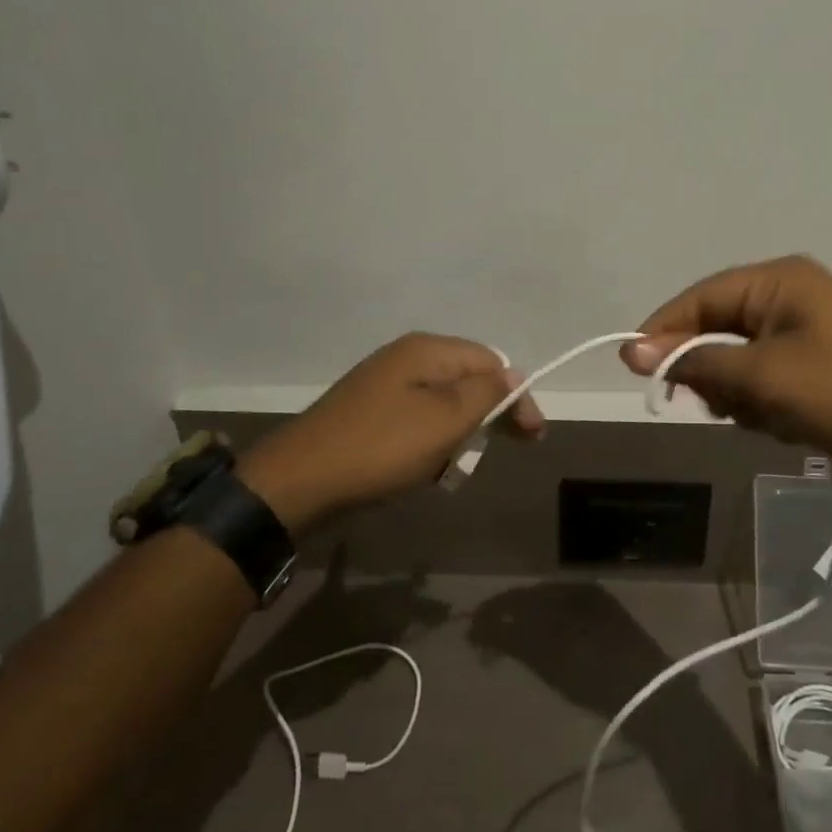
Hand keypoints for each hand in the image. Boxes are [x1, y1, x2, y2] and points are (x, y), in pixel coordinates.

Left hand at [236, 333, 543, 531]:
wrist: (300, 481)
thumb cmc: (382, 447)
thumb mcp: (445, 420)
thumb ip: (486, 394)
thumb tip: (514, 375)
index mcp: (426, 350)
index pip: (491, 361)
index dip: (516, 395)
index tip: (532, 436)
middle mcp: (406, 358)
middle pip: (467, 379)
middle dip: (489, 415)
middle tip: (504, 450)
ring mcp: (384, 384)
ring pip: (444, 404)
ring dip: (460, 433)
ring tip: (455, 466)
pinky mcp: (370, 413)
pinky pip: (417, 420)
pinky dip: (431, 443)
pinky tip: (426, 468)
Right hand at [621, 255, 831, 472]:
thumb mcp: (760, 377)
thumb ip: (694, 360)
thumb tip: (630, 350)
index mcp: (777, 280)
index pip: (699, 297)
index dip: (663, 331)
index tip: (635, 368)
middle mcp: (787, 293)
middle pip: (716, 327)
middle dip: (712, 370)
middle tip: (718, 404)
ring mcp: (803, 326)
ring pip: (736, 356)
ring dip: (738, 391)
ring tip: (762, 416)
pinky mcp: (812, 359)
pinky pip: (762, 373)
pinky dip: (761, 399)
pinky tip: (781, 421)